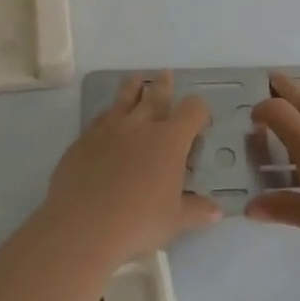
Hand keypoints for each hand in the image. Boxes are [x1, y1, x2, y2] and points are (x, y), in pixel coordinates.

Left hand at [45, 71, 220, 259]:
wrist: (84, 225)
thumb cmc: (139, 222)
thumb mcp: (175, 221)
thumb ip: (196, 211)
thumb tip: (216, 211)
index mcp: (169, 140)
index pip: (192, 110)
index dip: (199, 111)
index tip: (200, 120)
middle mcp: (140, 125)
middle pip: (155, 94)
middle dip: (164, 85)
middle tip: (165, 75)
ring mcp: (109, 128)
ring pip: (124, 98)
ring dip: (133, 87)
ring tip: (135, 81)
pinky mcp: (84, 139)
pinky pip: (100, 118)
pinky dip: (108, 115)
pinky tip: (107, 121)